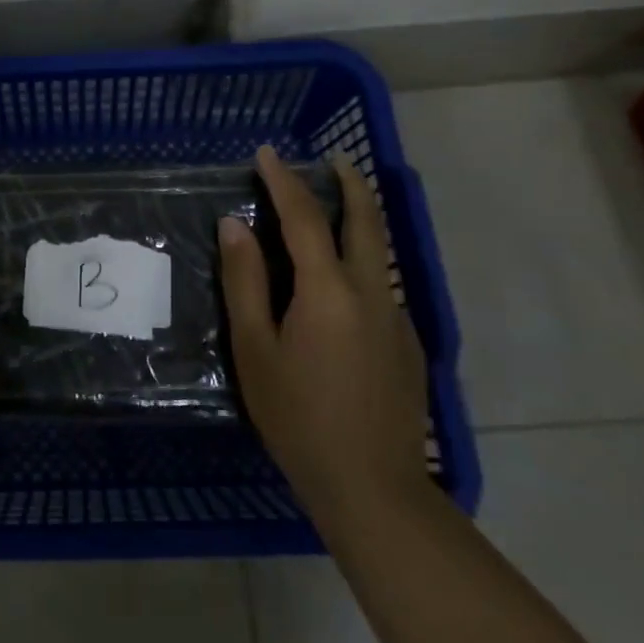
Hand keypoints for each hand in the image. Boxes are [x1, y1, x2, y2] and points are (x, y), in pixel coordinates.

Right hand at [218, 145, 429, 533]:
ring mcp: (396, 318)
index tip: (266, 153)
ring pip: (378, 252)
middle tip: (333, 160)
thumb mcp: (255, 349)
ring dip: (358, 221)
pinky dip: (361, 263)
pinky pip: (381, 286)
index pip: (304, 216)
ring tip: (332, 211)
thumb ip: (245, 281)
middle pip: (365, 220)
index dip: (283, 180)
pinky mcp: (408, 344)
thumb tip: (234, 225)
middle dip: (349, 183)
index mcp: (328, 290)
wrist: (373, 489)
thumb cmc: (298, 418)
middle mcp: (371, 291)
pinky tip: (339, 289)